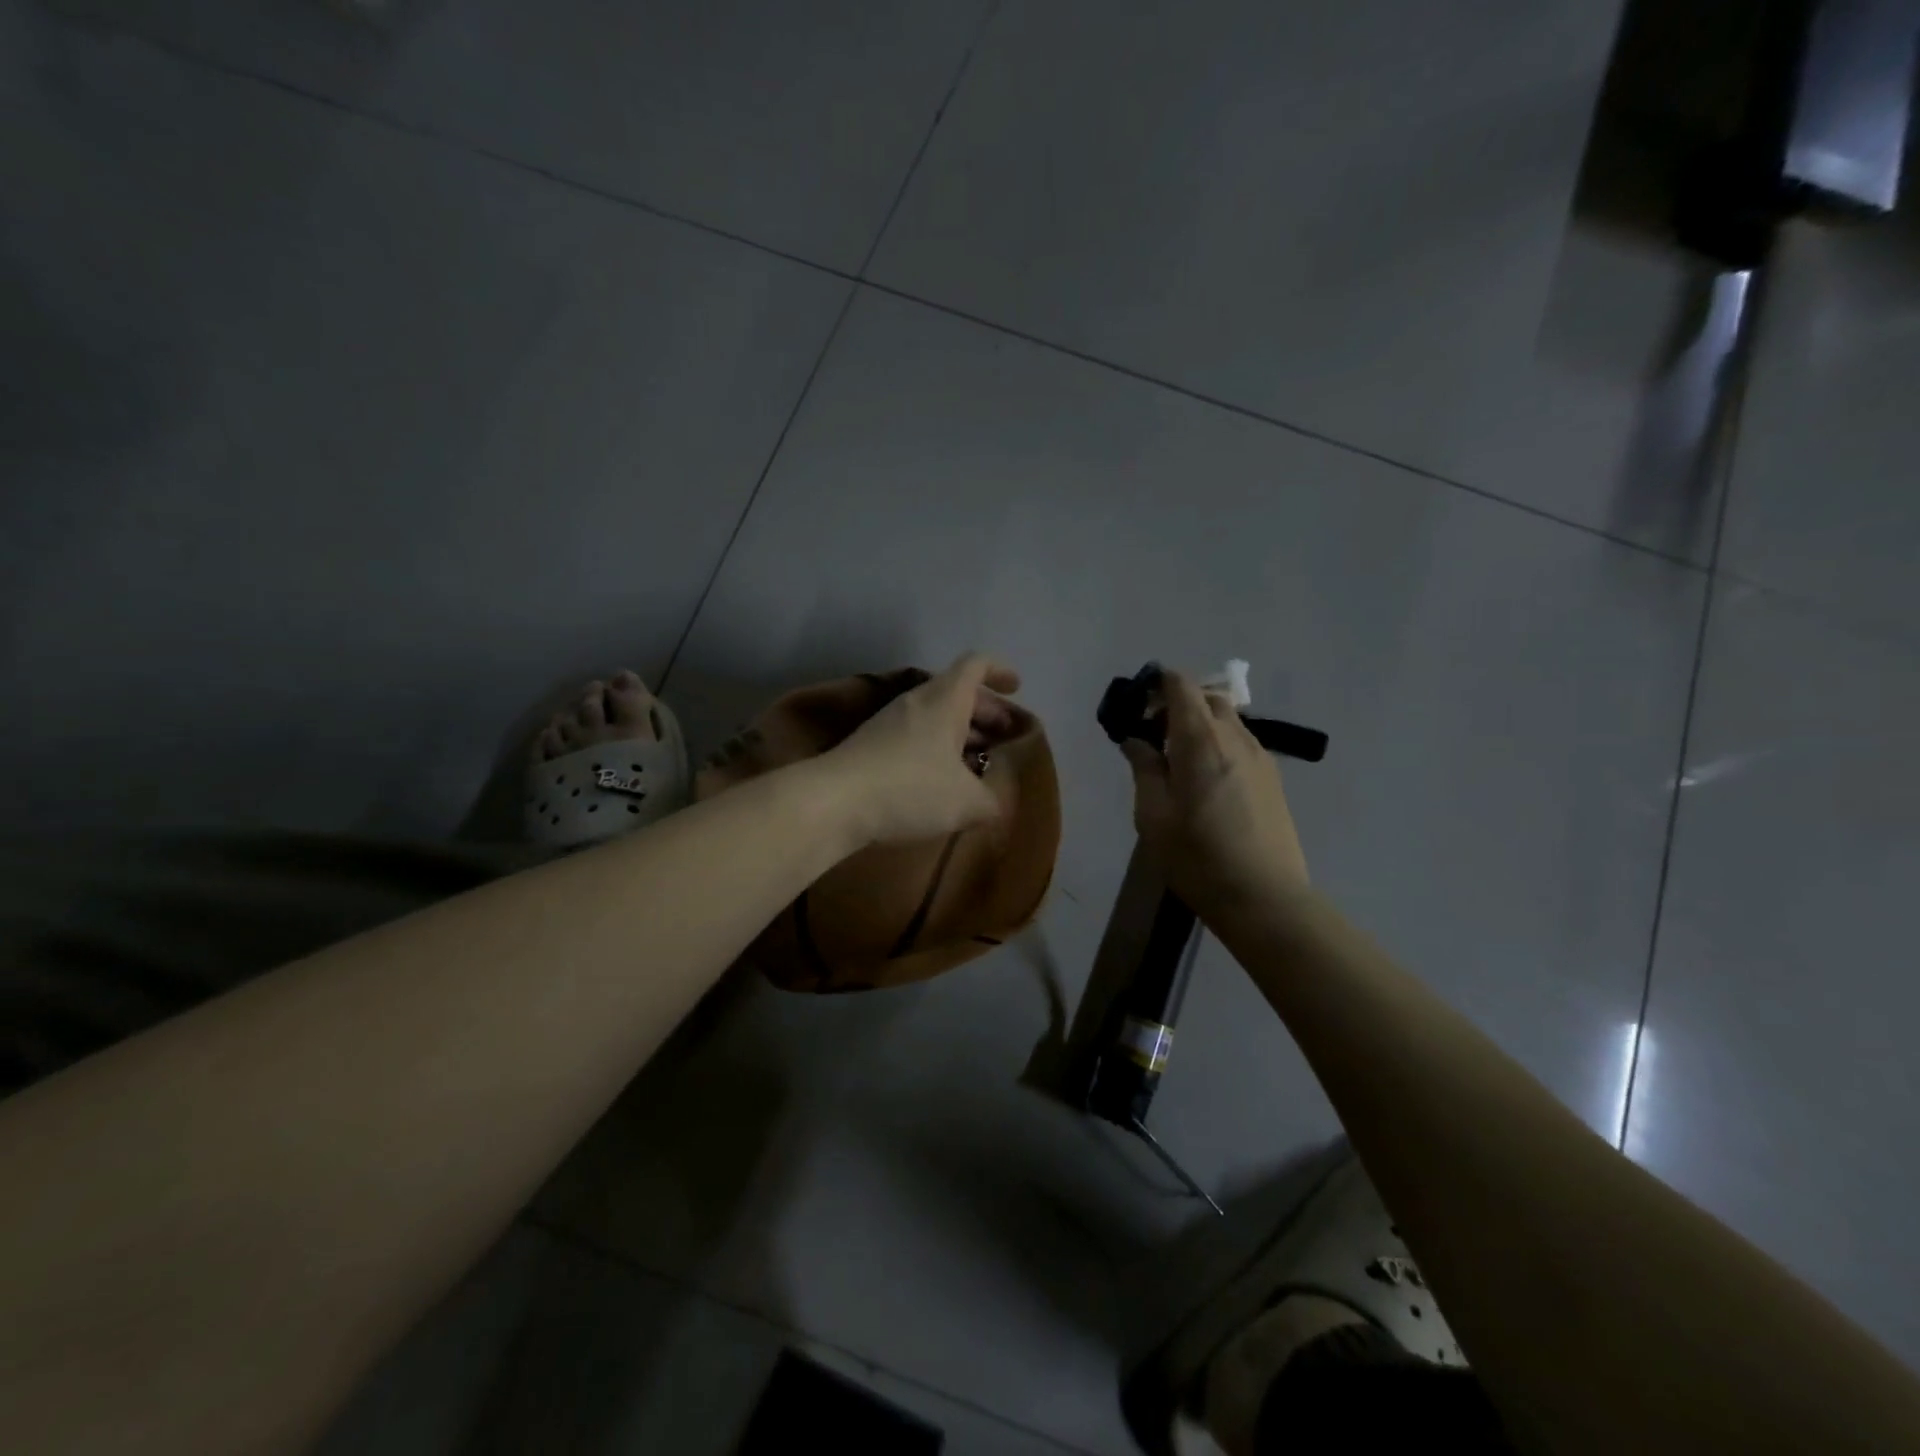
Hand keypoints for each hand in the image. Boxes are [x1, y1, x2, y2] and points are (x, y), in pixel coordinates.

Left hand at [824, 653, 1021, 845]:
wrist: (834, 801)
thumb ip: (990, 800)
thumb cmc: (910, 788)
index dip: (1000, 671)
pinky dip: (937, 749)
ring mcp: (891, 722)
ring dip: (961, 734)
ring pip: (936, 716)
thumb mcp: (966, 802)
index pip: (976, 665)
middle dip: (987, 712)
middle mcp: (917, 702)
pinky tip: (942, 782)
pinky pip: (916, 736)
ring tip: (978, 765)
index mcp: (945, 701)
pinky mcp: (872, 745)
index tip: (1016, 687)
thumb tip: (993, 803)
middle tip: (1005, 738)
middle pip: (958, 693)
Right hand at [1121, 671, 1308, 921]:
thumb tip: (1136, 739)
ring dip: (1200, 726)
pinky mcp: (1273, 779)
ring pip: (1228, 721)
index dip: (1156, 684)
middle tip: (1153, 736)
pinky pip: (1241, 743)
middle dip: (1177, 704)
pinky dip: (1219, 744)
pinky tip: (1206, 781)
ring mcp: (1260, 757)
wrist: (1264, 897)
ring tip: (1178, 761)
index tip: (1136, 706)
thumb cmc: (1197, 857)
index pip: (1181, 685)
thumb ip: (1144, 768)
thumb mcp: (1153, 815)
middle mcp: (1235, 737)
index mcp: (1201, 739)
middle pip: (1207, 698)